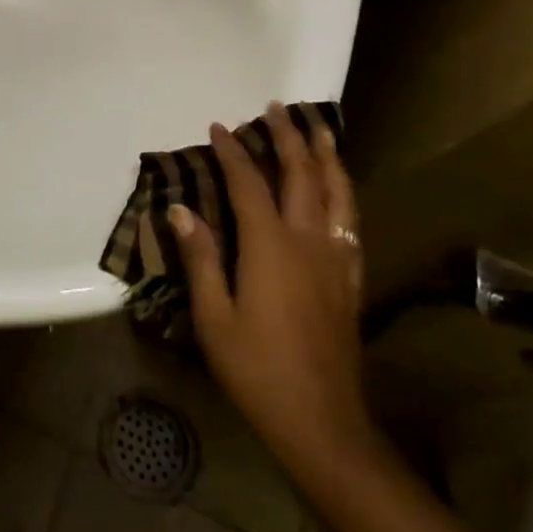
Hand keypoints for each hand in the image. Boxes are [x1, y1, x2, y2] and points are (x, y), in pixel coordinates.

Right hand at [170, 103, 373, 472]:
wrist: (323, 422)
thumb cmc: (257, 369)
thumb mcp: (213, 318)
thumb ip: (200, 258)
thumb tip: (180, 210)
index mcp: (270, 247)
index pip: (249, 183)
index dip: (233, 151)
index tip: (219, 127)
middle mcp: (308, 242)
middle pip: (302, 175)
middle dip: (289, 137)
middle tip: (278, 108)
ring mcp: (335, 260)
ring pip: (338, 193)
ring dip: (327, 156)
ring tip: (320, 129)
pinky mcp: (351, 280)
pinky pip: (352, 224)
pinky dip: (345, 195)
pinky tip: (340, 190)